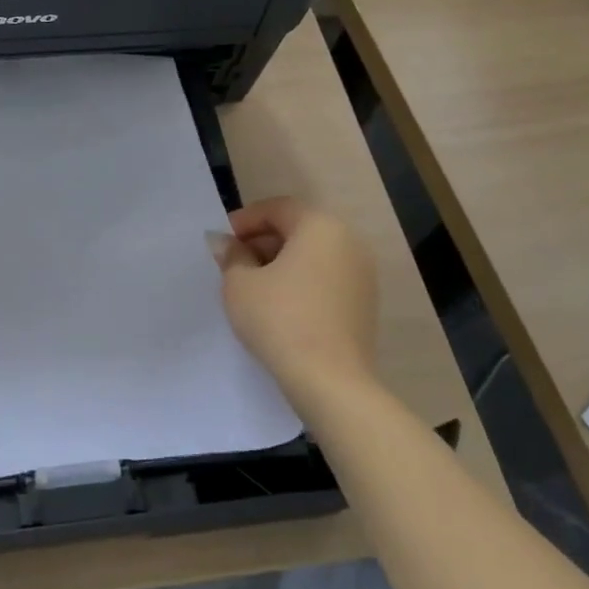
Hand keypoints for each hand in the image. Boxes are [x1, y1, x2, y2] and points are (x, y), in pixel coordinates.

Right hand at [214, 198, 380, 404]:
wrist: (330, 380)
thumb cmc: (280, 319)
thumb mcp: (240, 284)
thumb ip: (231, 256)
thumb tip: (226, 243)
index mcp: (320, 226)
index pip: (278, 208)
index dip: (245, 220)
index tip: (223, 242)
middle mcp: (349, 241)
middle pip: (298, 229)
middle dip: (263, 242)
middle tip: (234, 263)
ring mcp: (362, 274)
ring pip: (313, 255)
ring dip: (282, 263)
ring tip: (253, 287)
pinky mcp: (364, 303)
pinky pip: (326, 279)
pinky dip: (301, 282)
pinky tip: (279, 306)